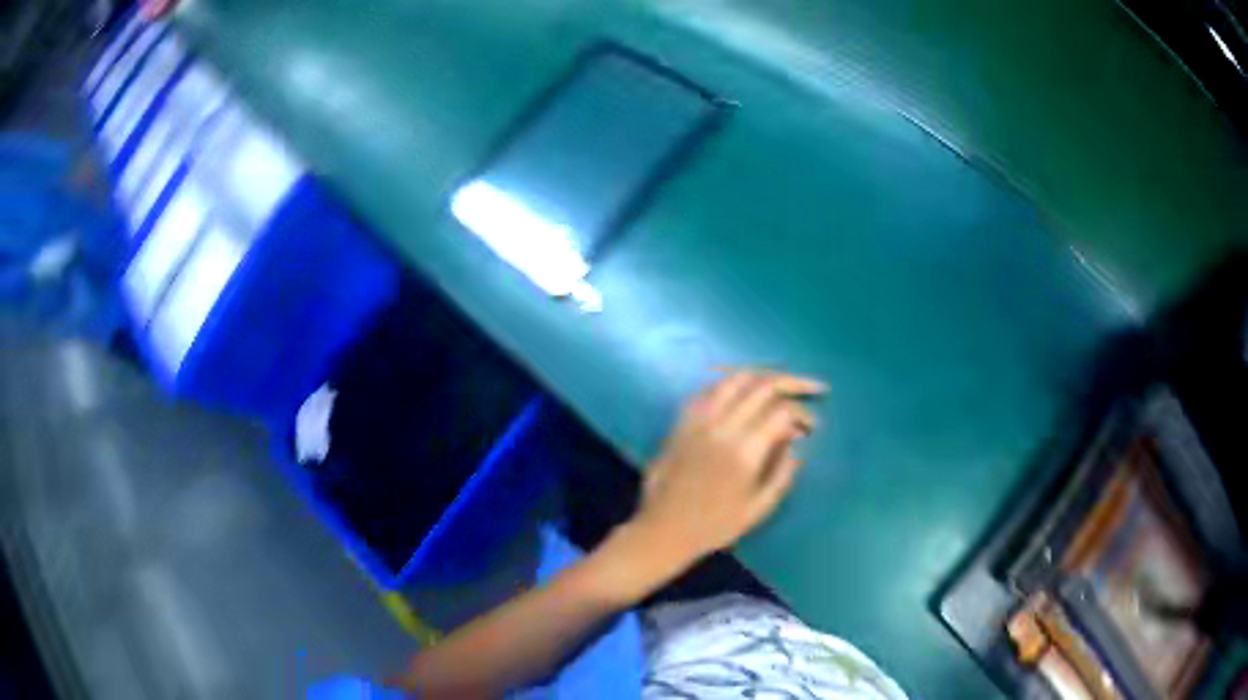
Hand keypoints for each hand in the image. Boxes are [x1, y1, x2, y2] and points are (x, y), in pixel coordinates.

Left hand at [629, 370, 825, 566]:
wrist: (664, 529)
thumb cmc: (715, 526)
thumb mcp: (759, 508)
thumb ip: (783, 472)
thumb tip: (797, 442)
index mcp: (745, 451)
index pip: (782, 412)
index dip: (803, 414)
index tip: (813, 427)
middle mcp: (723, 427)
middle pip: (762, 386)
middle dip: (793, 383)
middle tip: (813, 388)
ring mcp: (699, 420)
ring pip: (735, 379)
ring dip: (763, 376)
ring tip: (781, 383)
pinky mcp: (681, 421)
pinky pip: (709, 390)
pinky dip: (731, 384)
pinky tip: (743, 391)